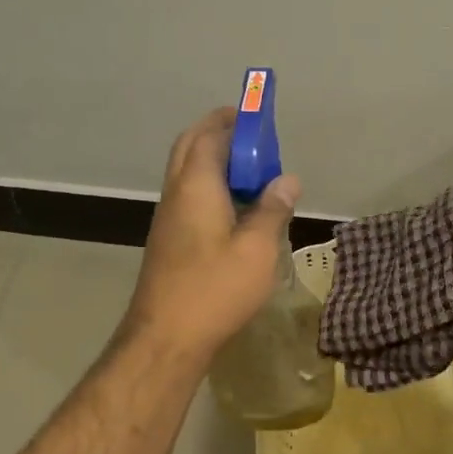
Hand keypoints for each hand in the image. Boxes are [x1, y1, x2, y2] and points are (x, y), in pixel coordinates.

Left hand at [123, 108, 299, 363]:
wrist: (166, 338)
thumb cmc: (215, 289)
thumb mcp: (257, 250)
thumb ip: (272, 210)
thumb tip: (287, 179)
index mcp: (196, 186)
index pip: (210, 135)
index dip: (233, 121)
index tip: (257, 115)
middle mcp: (176, 194)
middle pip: (191, 147)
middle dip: (218, 133)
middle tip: (252, 137)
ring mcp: (168, 218)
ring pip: (187, 173)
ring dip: (214, 161)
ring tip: (251, 172)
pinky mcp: (168, 241)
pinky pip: (189, 197)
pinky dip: (210, 187)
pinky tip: (236, 209)